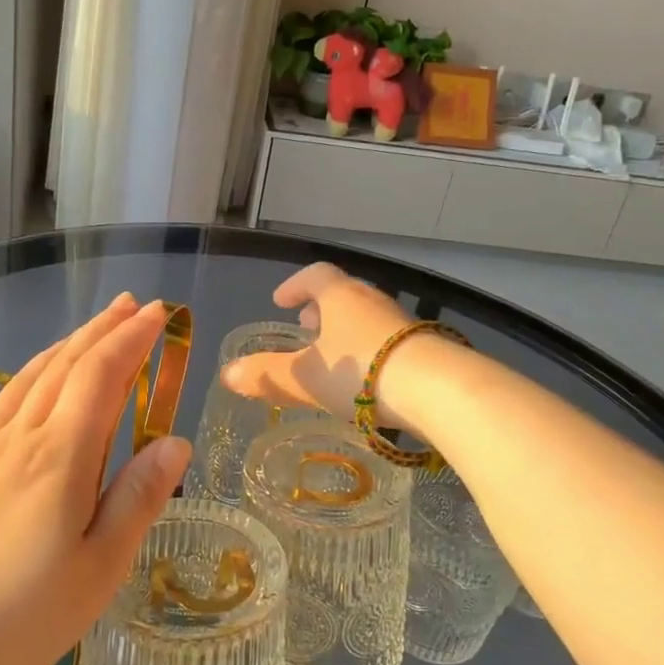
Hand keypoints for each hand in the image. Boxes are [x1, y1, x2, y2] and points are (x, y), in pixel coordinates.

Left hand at [0, 295, 190, 664]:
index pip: (102, 374)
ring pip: (23, 382)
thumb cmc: (20, 618)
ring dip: (59, 350)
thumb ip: (138, 498)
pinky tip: (17, 391)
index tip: (156, 313)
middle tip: (127, 305)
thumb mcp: (99, 570)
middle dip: (100, 331)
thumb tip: (175, 441)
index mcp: (60, 457)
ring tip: (84, 336)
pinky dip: (13, 388)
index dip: (132, 338)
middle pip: (63, 365)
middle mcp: (15, 438)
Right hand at [220, 262, 430, 429]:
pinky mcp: (424, 346)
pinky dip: (369, 349)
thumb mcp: (303, 376)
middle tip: (306, 327)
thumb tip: (227, 374)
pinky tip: (366, 378)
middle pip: (343, 293)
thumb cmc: (359, 372)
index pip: (315, 275)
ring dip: (346, 329)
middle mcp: (372, 300)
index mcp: (340, 295)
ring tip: (334, 355)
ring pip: (367, 317)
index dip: (294, 286)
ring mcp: (402, 322)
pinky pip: (387, 339)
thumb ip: (266, 375)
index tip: (280, 301)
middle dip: (321, 309)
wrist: (436, 389)